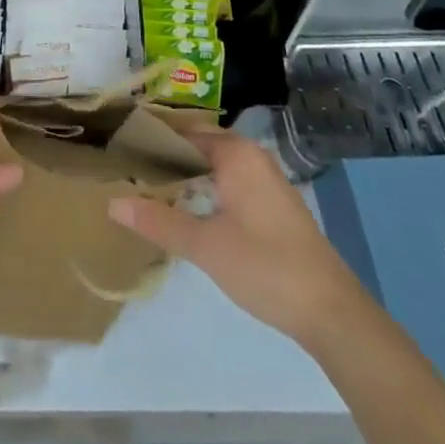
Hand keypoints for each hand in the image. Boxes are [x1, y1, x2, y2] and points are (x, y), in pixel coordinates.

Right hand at [109, 130, 360, 344]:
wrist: (332, 312)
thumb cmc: (265, 266)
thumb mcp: (205, 246)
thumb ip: (159, 221)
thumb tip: (112, 202)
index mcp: (235, 153)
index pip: (183, 131)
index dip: (152, 139)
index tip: (121, 150)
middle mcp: (251, 156)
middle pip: (199, 146)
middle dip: (167, 158)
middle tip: (128, 171)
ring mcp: (266, 180)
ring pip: (215, 165)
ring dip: (187, 175)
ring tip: (150, 190)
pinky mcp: (274, 205)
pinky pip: (230, 182)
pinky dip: (207, 188)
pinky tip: (189, 211)